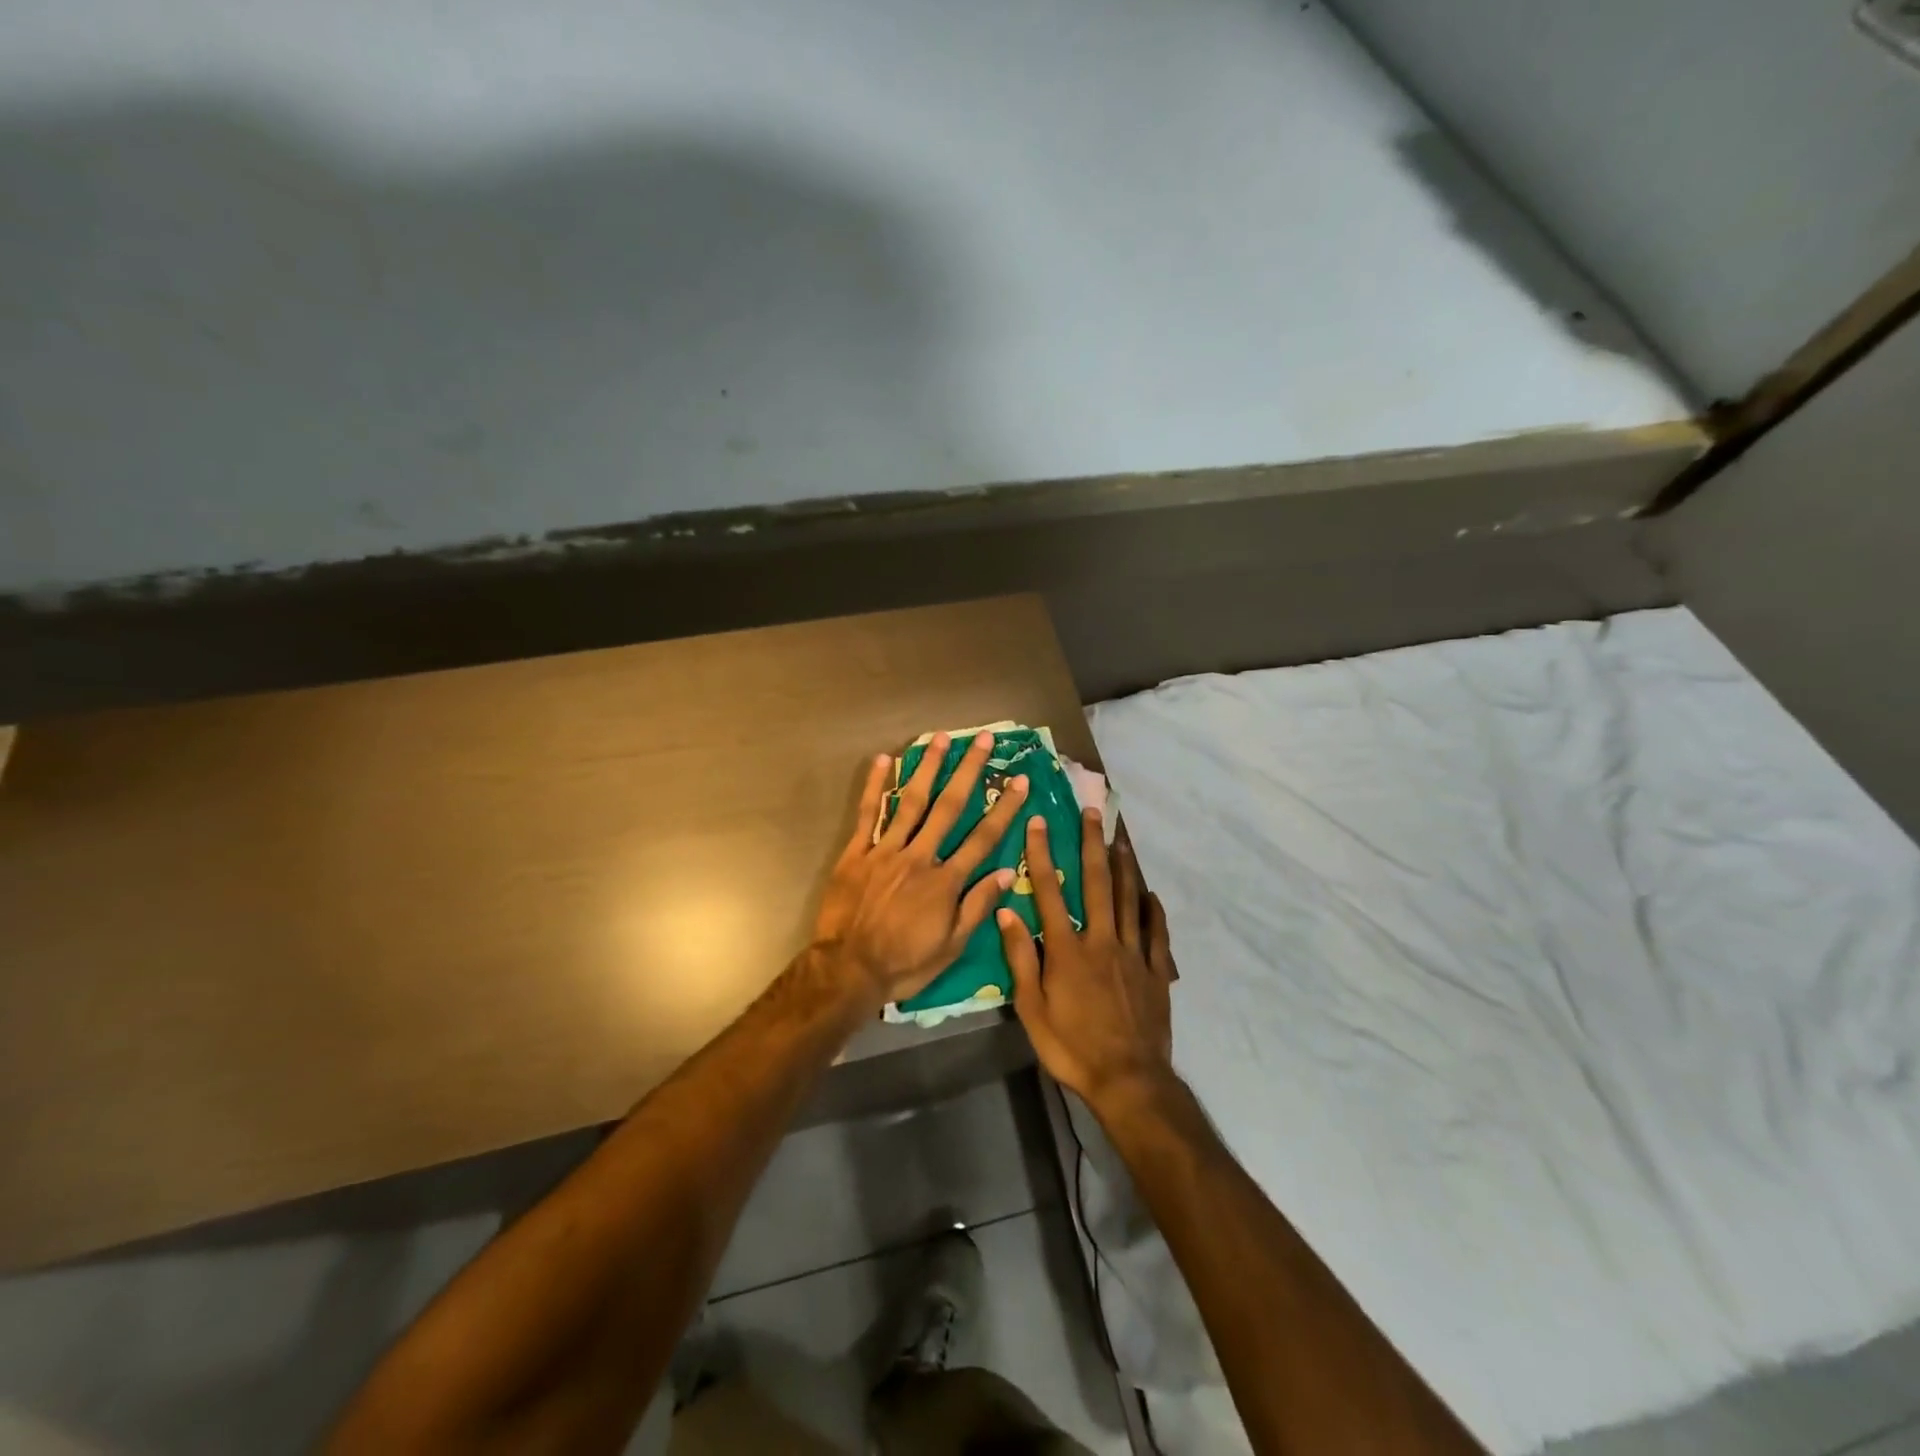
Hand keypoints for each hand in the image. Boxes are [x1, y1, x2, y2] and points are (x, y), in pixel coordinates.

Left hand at [815, 731, 1029, 1006]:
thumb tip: (1008, 872)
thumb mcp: (951, 946)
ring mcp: (885, 851)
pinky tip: (883, 760)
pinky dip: (875, 787)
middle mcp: (919, 856)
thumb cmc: (904, 963)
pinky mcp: (856, 853)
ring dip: (927, 767)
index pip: (983, 837)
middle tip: (983, 739)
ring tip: (940, 738)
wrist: (847, 970)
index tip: (1020, 779)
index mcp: (945, 880)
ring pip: (910, 802)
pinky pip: (867, 814)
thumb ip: (978, 906)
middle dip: (969, 771)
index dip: (1004, 807)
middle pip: (949, 807)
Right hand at [1000, 811, 1177, 1108]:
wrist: (1128, 1080)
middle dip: (1091, 844)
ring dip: (1123, 865)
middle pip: (1096, 883)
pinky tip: (1151, 893)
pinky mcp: (1155, 970)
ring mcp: (1132, 953)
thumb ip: (1020, 958)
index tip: (1039, 822)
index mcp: (1067, 949)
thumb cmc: (1072, 1047)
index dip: (1043, 854)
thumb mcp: (1032, 1009)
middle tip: (1092, 812)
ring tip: (1120, 837)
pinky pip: (1156, 932)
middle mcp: (1101, 940)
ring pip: (1128, 899)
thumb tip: (1005, 912)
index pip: (1050, 891)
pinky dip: (1153, 909)